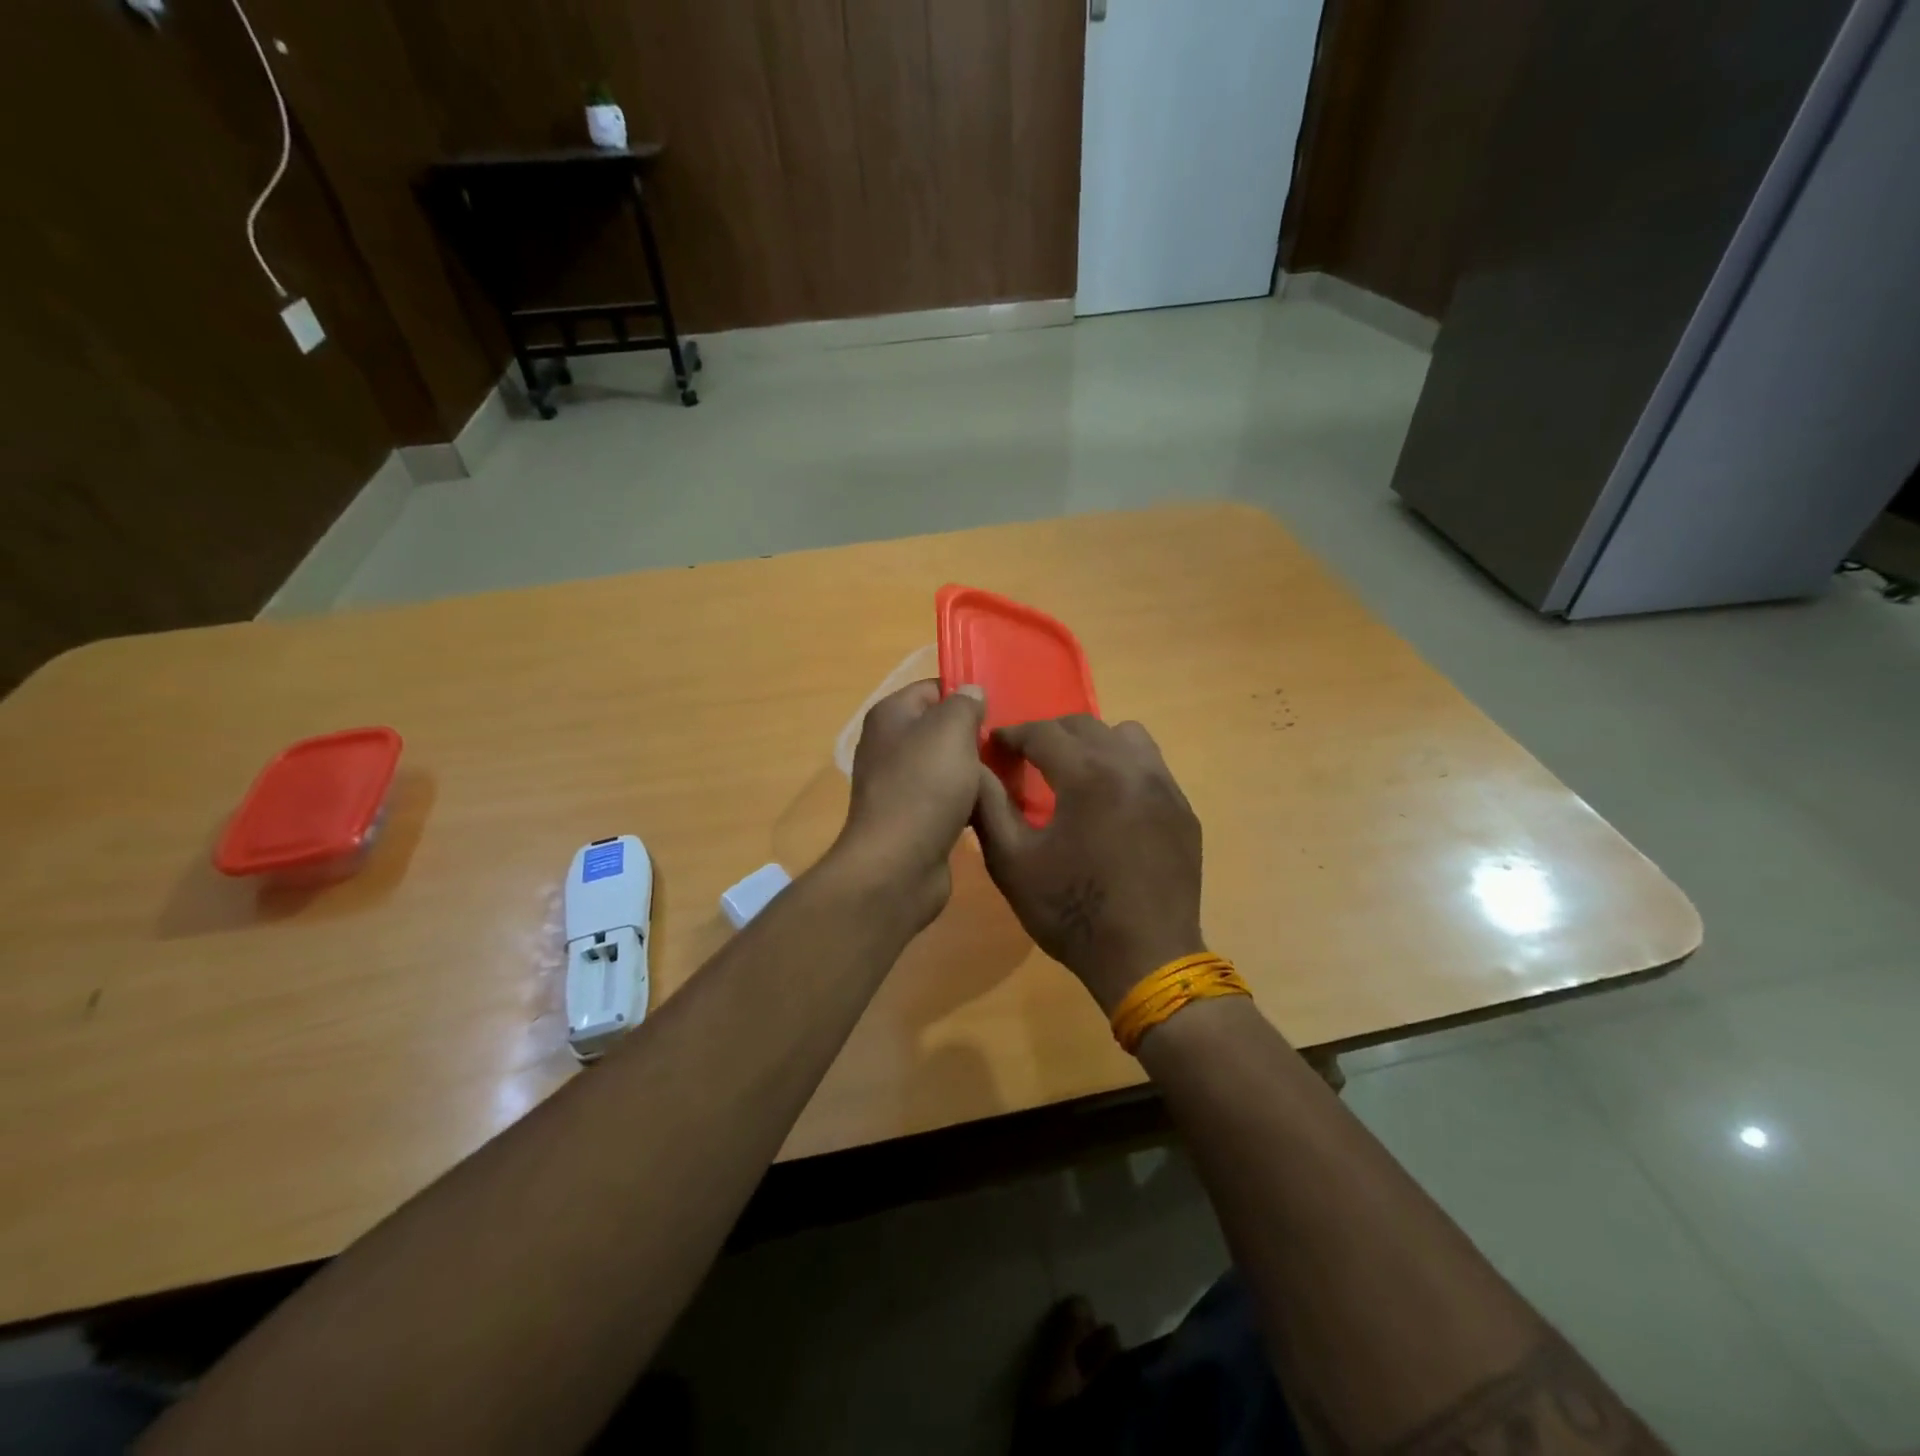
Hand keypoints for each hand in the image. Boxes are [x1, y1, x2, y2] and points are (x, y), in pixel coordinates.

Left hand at [834, 680, 988, 927]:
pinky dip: (968, 802)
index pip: (933, 688)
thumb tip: (971, 693)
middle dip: (976, 736)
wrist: (898, 865)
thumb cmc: (924, 787)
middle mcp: (889, 746)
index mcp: (890, 716)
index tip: (1002, 709)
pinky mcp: (912, 819)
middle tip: (1012, 744)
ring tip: (1012, 774)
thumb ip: (964, 704)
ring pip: (948, 766)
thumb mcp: (951, 730)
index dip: (966, 694)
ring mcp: (899, 785)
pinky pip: (947, 799)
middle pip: (941, 729)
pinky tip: (994, 806)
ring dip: (976, 772)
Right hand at [973, 716, 1203, 1013]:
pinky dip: (1124, 768)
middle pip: (1085, 725)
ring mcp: (1164, 786)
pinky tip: (1111, 804)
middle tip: (1028, 757)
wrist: (1145, 959)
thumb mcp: (1012, 863)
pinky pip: (1151, 767)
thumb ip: (988, 807)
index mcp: (1087, 775)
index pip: (1043, 732)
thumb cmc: (1071, 912)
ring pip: (1127, 736)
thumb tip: (973, 767)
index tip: (994, 744)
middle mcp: (1131, 767)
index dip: (1013, 734)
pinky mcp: (1183, 810)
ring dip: (1094, 743)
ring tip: (1076, 774)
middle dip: (1050, 734)